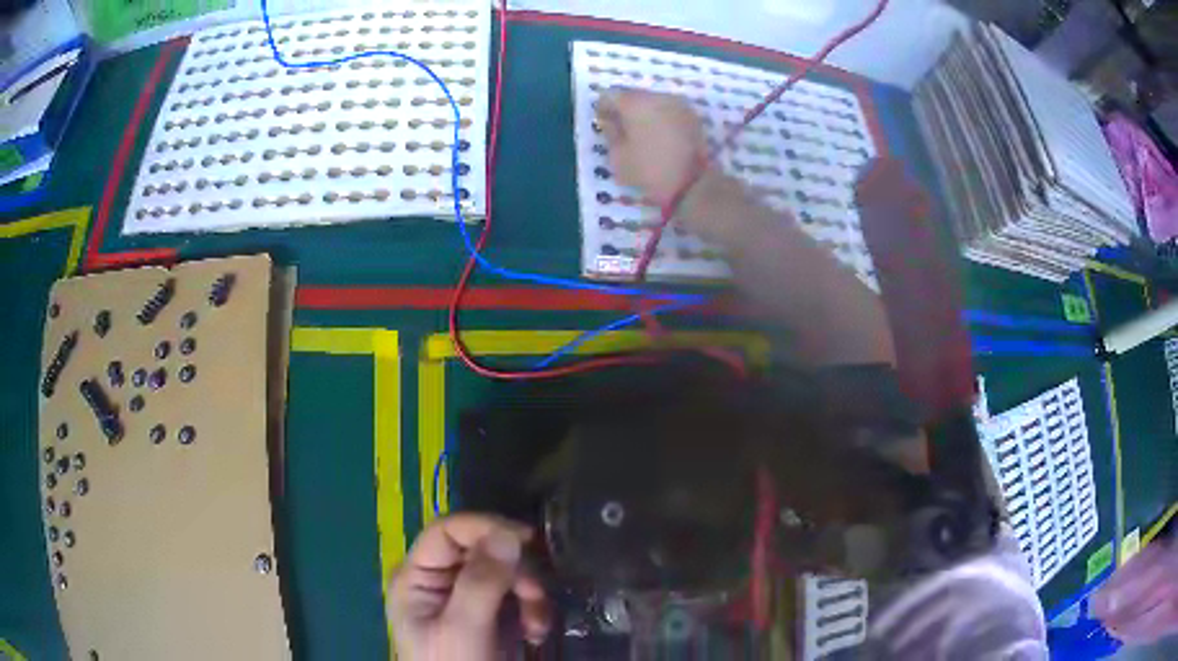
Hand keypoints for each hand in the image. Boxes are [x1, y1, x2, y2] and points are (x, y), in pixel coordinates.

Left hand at [388, 514, 551, 659]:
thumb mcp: (464, 629)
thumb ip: (481, 582)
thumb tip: (507, 532)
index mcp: (416, 579)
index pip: (447, 532)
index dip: (485, 527)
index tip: (527, 539)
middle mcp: (437, 583)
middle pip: (479, 550)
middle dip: (514, 570)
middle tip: (537, 594)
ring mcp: (462, 600)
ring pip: (503, 573)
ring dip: (528, 594)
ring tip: (538, 623)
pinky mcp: (487, 618)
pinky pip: (514, 597)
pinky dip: (532, 610)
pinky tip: (537, 631)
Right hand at [595, 88, 711, 208]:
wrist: (695, 184)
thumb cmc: (650, 171)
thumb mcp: (618, 157)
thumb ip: (610, 132)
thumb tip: (609, 120)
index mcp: (635, 103)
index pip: (609, 95)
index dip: (603, 109)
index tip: (603, 124)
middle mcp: (657, 96)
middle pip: (633, 95)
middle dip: (625, 110)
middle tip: (621, 130)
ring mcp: (678, 104)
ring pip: (653, 102)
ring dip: (644, 114)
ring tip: (642, 135)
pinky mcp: (693, 116)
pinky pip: (669, 111)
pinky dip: (661, 119)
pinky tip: (660, 137)